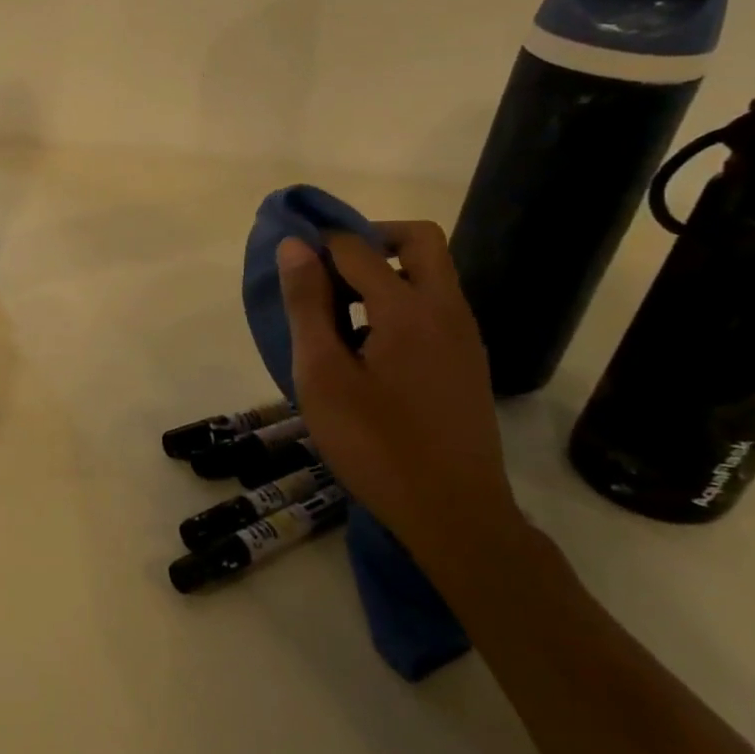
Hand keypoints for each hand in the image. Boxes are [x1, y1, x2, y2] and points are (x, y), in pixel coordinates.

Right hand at [276, 222, 522, 575]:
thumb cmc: (375, 444)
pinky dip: (399, 303)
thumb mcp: (322, 374)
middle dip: (368, 239)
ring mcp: (464, 337)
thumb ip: (307, 305)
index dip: (319, 243)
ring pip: (429, 274)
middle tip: (325, 269)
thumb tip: (294, 246)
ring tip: (335, 315)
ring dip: (384, 272)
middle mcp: (446, 310)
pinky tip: (365, 350)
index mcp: (409, 309)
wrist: (453, 514)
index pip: (358, 247)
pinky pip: (433, 308)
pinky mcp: (467, 362)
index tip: (287, 260)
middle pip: (417, 241)